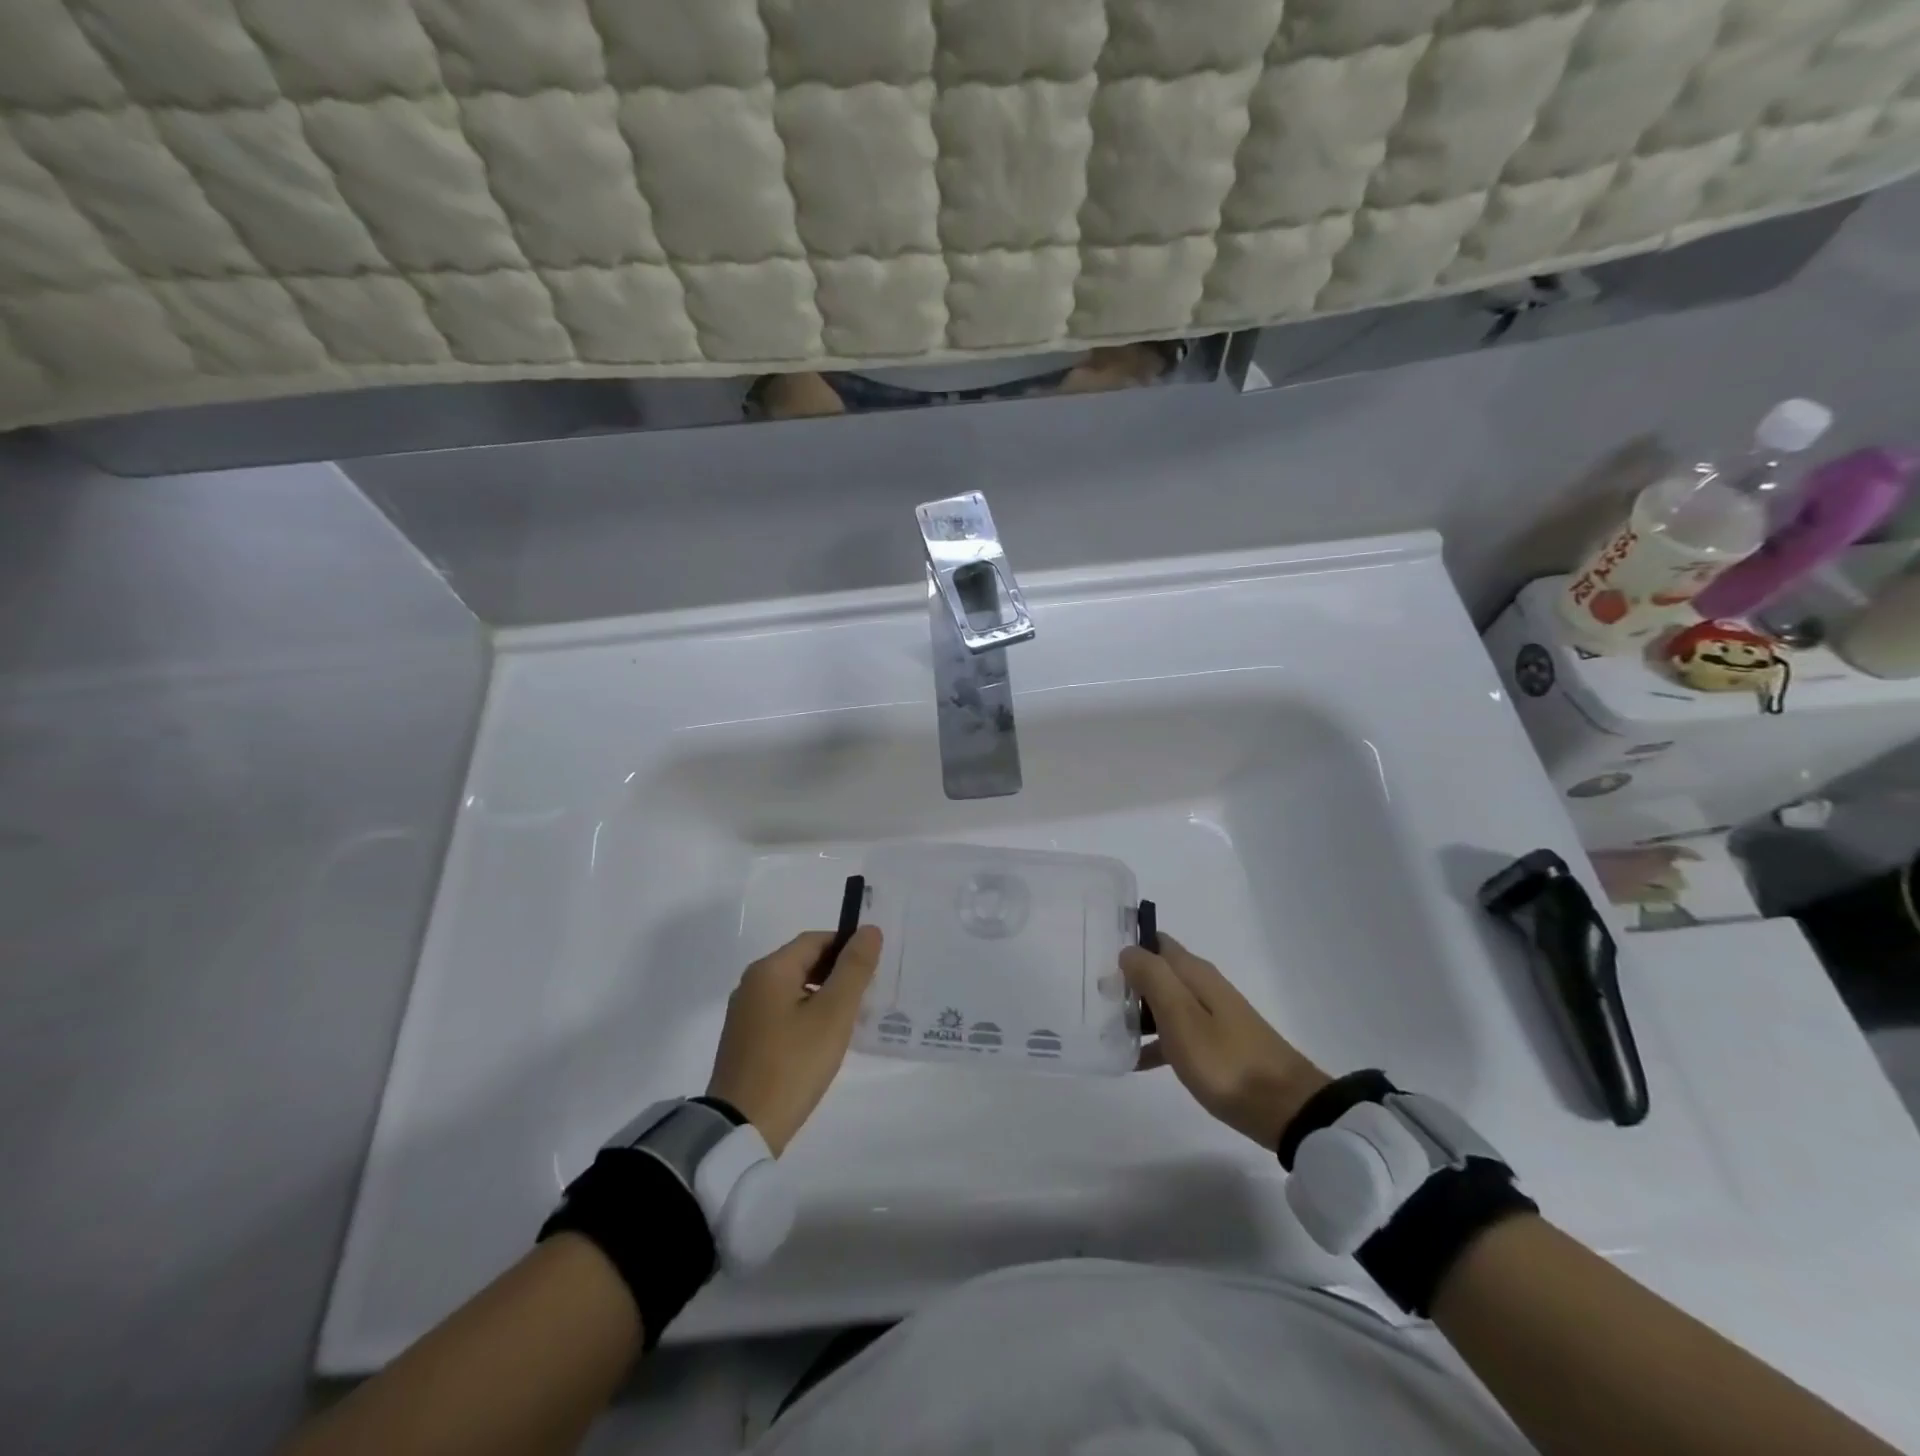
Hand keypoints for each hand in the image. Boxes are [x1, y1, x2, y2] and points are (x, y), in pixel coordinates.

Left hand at [706, 927, 881, 1155]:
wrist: (741, 1128)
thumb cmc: (793, 1064)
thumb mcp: (833, 1014)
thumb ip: (854, 968)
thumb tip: (869, 930)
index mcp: (770, 970)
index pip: (816, 940)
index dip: (848, 946)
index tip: (874, 967)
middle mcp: (752, 983)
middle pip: (803, 962)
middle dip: (838, 971)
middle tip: (869, 992)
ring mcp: (745, 1013)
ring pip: (794, 989)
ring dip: (824, 995)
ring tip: (853, 1016)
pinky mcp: (745, 1040)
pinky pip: (782, 1012)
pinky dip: (807, 1015)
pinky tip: (824, 1039)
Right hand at [1120, 933, 1329, 1150]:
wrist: (1286, 1108)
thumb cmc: (1225, 1060)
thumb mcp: (1180, 1016)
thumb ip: (1152, 977)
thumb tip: (1128, 950)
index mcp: (1194, 973)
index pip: (1156, 942)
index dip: (1128, 948)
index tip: (1099, 965)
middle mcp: (1204, 986)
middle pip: (1159, 972)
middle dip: (1129, 982)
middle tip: (1098, 1003)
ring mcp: (1213, 1016)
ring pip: (1166, 1003)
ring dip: (1139, 1013)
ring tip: (1109, 1032)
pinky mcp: (1219, 1045)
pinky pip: (1178, 1032)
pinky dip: (1157, 1040)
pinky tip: (1138, 1061)